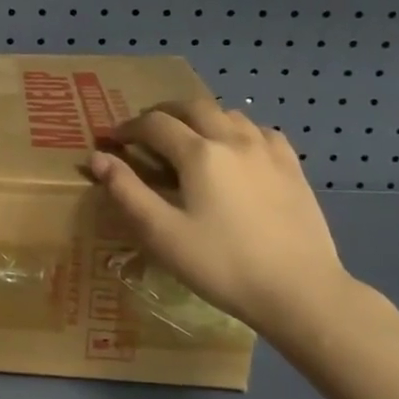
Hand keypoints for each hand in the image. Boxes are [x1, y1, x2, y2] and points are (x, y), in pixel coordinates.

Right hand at [85, 100, 355, 336]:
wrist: (300, 292)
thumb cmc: (221, 264)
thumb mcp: (161, 233)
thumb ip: (126, 191)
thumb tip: (98, 157)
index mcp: (198, 153)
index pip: (154, 124)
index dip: (128, 128)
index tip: (113, 141)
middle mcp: (233, 139)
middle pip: (192, 106)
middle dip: (163, 113)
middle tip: (146, 132)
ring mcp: (268, 151)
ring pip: (228, 114)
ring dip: (201, 118)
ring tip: (188, 139)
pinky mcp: (293, 168)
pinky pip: (261, 131)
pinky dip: (238, 131)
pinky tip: (237, 151)